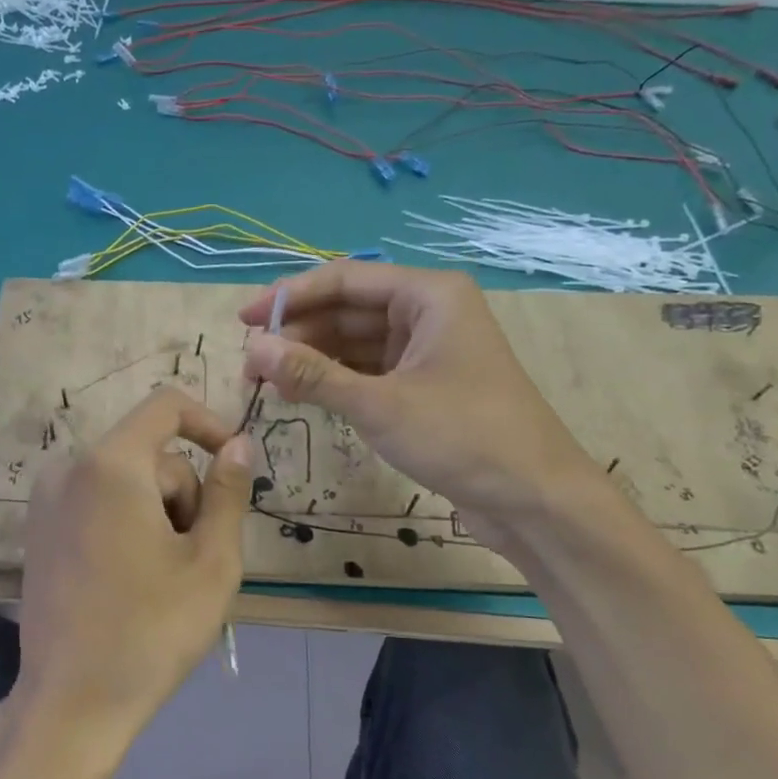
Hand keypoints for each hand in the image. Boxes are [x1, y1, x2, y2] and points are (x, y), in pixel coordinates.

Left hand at [13, 387, 254, 778]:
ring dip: (157, 515)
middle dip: (183, 495)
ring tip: (163, 577)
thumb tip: (238, 444)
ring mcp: (46, 500)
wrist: (71, 702)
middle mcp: (69, 468)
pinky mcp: (38, 529)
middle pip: (150, 455)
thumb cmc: (151, 631)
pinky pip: (98, 502)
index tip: (234, 466)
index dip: (210, 424)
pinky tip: (130, 579)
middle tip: (194, 560)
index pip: (166, 406)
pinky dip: (126, 524)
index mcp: (110, 465)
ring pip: (126, 481)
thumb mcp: (211, 562)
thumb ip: (228, 492)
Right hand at [240, 260, 599, 543]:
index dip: (289, 298)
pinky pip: (369, 370)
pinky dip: (335, 381)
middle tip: (250, 366)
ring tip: (267, 384)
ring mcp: (428, 351)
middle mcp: (429, 312)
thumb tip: (254, 350)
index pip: (344, 280)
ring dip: (313, 360)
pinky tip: (303, 396)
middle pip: (348, 310)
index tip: (243, 321)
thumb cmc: (462, 436)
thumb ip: (313, 374)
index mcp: (429, 295)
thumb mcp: (379, 404)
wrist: (534, 498)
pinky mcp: (425, 386)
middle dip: (298, 335)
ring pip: (356, 343)